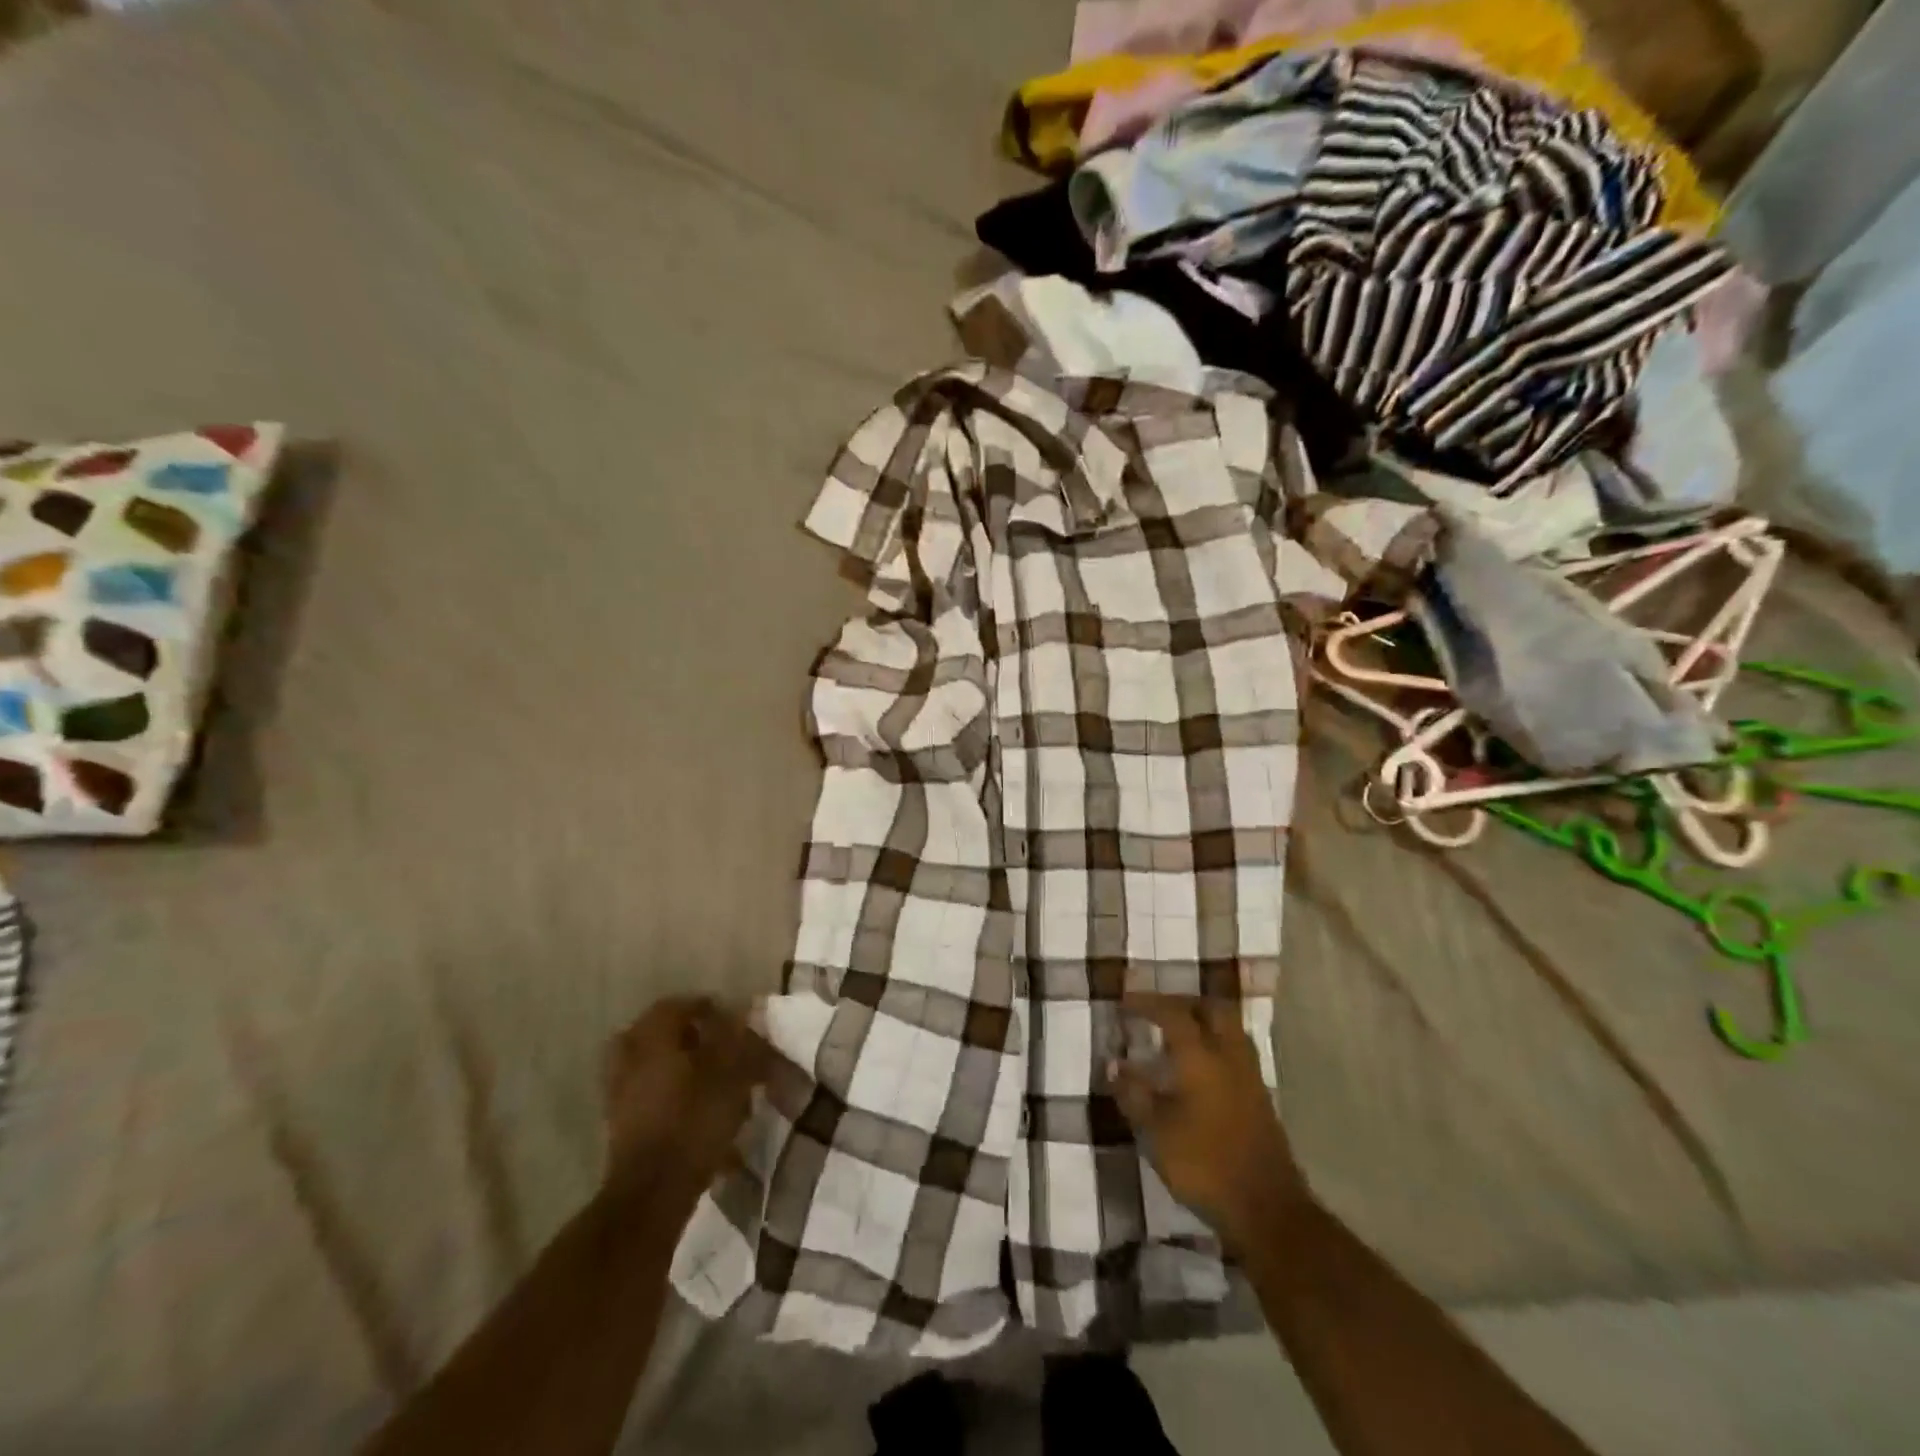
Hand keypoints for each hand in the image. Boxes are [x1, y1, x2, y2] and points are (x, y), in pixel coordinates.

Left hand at [603, 996, 772, 1208]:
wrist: (651, 1195)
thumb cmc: (693, 1124)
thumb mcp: (730, 1076)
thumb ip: (738, 1041)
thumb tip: (745, 1013)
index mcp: (652, 1040)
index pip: (675, 1006)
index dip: (704, 1006)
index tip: (729, 1018)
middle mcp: (630, 1060)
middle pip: (656, 1034)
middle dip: (686, 1036)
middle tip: (714, 1045)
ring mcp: (620, 1095)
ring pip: (651, 1066)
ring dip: (677, 1066)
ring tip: (709, 1081)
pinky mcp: (621, 1127)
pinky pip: (647, 1096)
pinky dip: (669, 1095)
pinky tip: (697, 1113)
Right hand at [1109, 994, 1305, 1254]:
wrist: (1267, 1208)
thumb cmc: (1204, 1164)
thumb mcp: (1156, 1132)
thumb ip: (1134, 1095)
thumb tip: (1114, 1065)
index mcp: (1201, 1057)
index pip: (1173, 1014)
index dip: (1147, 1003)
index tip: (1125, 1001)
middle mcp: (1229, 1056)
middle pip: (1212, 1009)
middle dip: (1183, 1002)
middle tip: (1158, 1010)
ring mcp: (1249, 1076)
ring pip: (1229, 1028)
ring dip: (1203, 1021)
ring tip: (1176, 1034)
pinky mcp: (1259, 1098)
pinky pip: (1235, 1052)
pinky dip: (1215, 1045)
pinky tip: (1198, 1067)